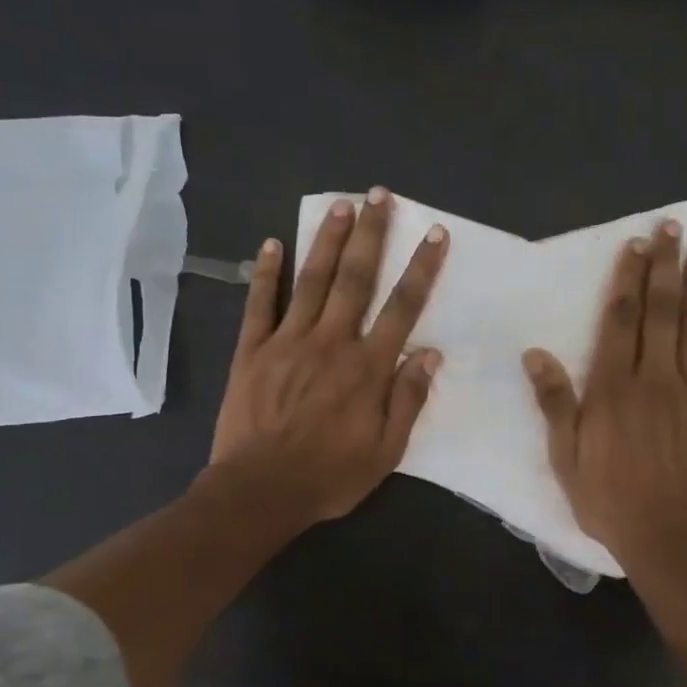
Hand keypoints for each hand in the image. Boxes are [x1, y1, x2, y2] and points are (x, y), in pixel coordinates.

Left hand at [211, 188, 446, 526]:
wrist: (261, 491)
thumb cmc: (330, 476)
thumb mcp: (386, 452)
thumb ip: (407, 400)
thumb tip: (429, 355)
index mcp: (367, 368)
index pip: (402, 308)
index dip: (421, 269)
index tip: (434, 234)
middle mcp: (331, 343)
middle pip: (355, 279)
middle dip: (371, 235)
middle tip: (379, 195)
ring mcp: (288, 342)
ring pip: (312, 281)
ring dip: (327, 241)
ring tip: (341, 205)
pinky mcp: (252, 351)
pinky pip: (260, 305)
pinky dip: (266, 273)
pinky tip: (272, 243)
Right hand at [523, 221, 686, 573]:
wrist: (668, 537)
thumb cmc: (609, 499)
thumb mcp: (565, 456)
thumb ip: (554, 402)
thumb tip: (536, 354)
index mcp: (614, 387)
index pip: (621, 321)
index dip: (627, 280)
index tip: (635, 246)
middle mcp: (656, 379)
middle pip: (661, 313)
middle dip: (665, 268)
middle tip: (672, 229)